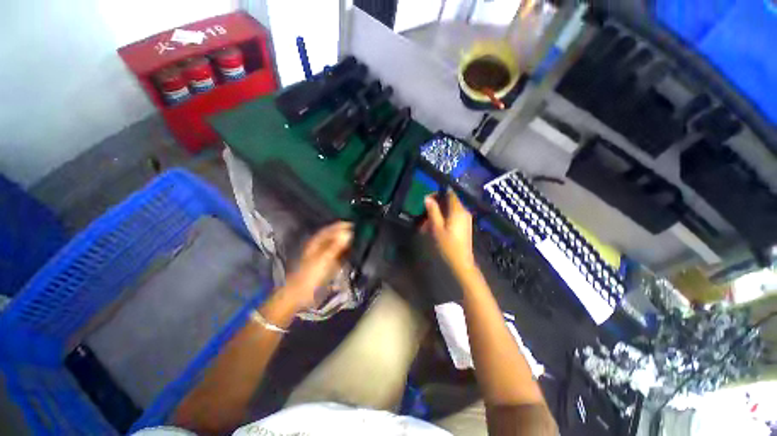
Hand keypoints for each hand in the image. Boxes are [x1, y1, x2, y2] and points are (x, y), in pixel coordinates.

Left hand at [284, 221, 352, 308]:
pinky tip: (346, 255)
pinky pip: (334, 257)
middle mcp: (317, 248)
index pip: (328, 230)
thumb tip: (348, 233)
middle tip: (354, 232)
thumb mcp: (324, 260)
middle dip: (341, 234)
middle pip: (330, 237)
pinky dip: (341, 254)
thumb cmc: (311, 276)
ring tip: (353, 242)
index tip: (351, 224)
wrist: (299, 295)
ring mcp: (319, 257)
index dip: (339, 226)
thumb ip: (336, 246)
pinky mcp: (322, 267)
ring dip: (342, 244)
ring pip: (332, 246)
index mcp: (315, 244)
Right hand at [424, 190, 474, 271]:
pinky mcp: (464, 225)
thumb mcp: (436, 227)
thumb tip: (427, 198)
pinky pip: (453, 215)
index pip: (449, 193)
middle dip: (437, 203)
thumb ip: (433, 211)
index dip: (437, 193)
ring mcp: (465, 219)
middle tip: (425, 212)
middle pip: (450, 200)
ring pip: (450, 208)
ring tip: (428, 220)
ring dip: (439, 211)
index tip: (426, 200)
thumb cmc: (447, 245)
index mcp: (458, 210)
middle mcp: (464, 211)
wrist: (460, 263)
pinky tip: (436, 225)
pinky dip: (444, 217)